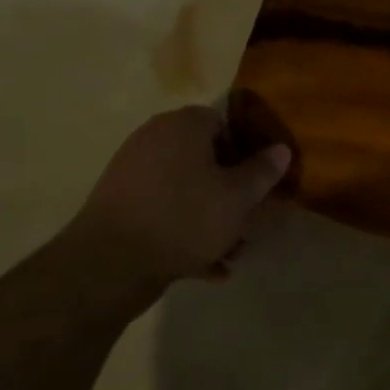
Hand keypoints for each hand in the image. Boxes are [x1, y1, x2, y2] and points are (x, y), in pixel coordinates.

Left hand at [60, 106, 290, 293]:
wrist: (108, 265)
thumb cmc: (184, 218)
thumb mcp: (238, 198)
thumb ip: (263, 171)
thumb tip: (281, 149)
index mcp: (184, 125)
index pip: (225, 123)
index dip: (246, 151)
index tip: (258, 181)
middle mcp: (154, 138)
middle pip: (205, 158)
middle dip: (229, 189)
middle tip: (248, 218)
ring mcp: (132, 172)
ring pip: (185, 189)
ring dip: (210, 216)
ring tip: (229, 250)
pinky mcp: (118, 204)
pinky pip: (163, 211)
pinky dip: (183, 231)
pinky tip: (204, 266)